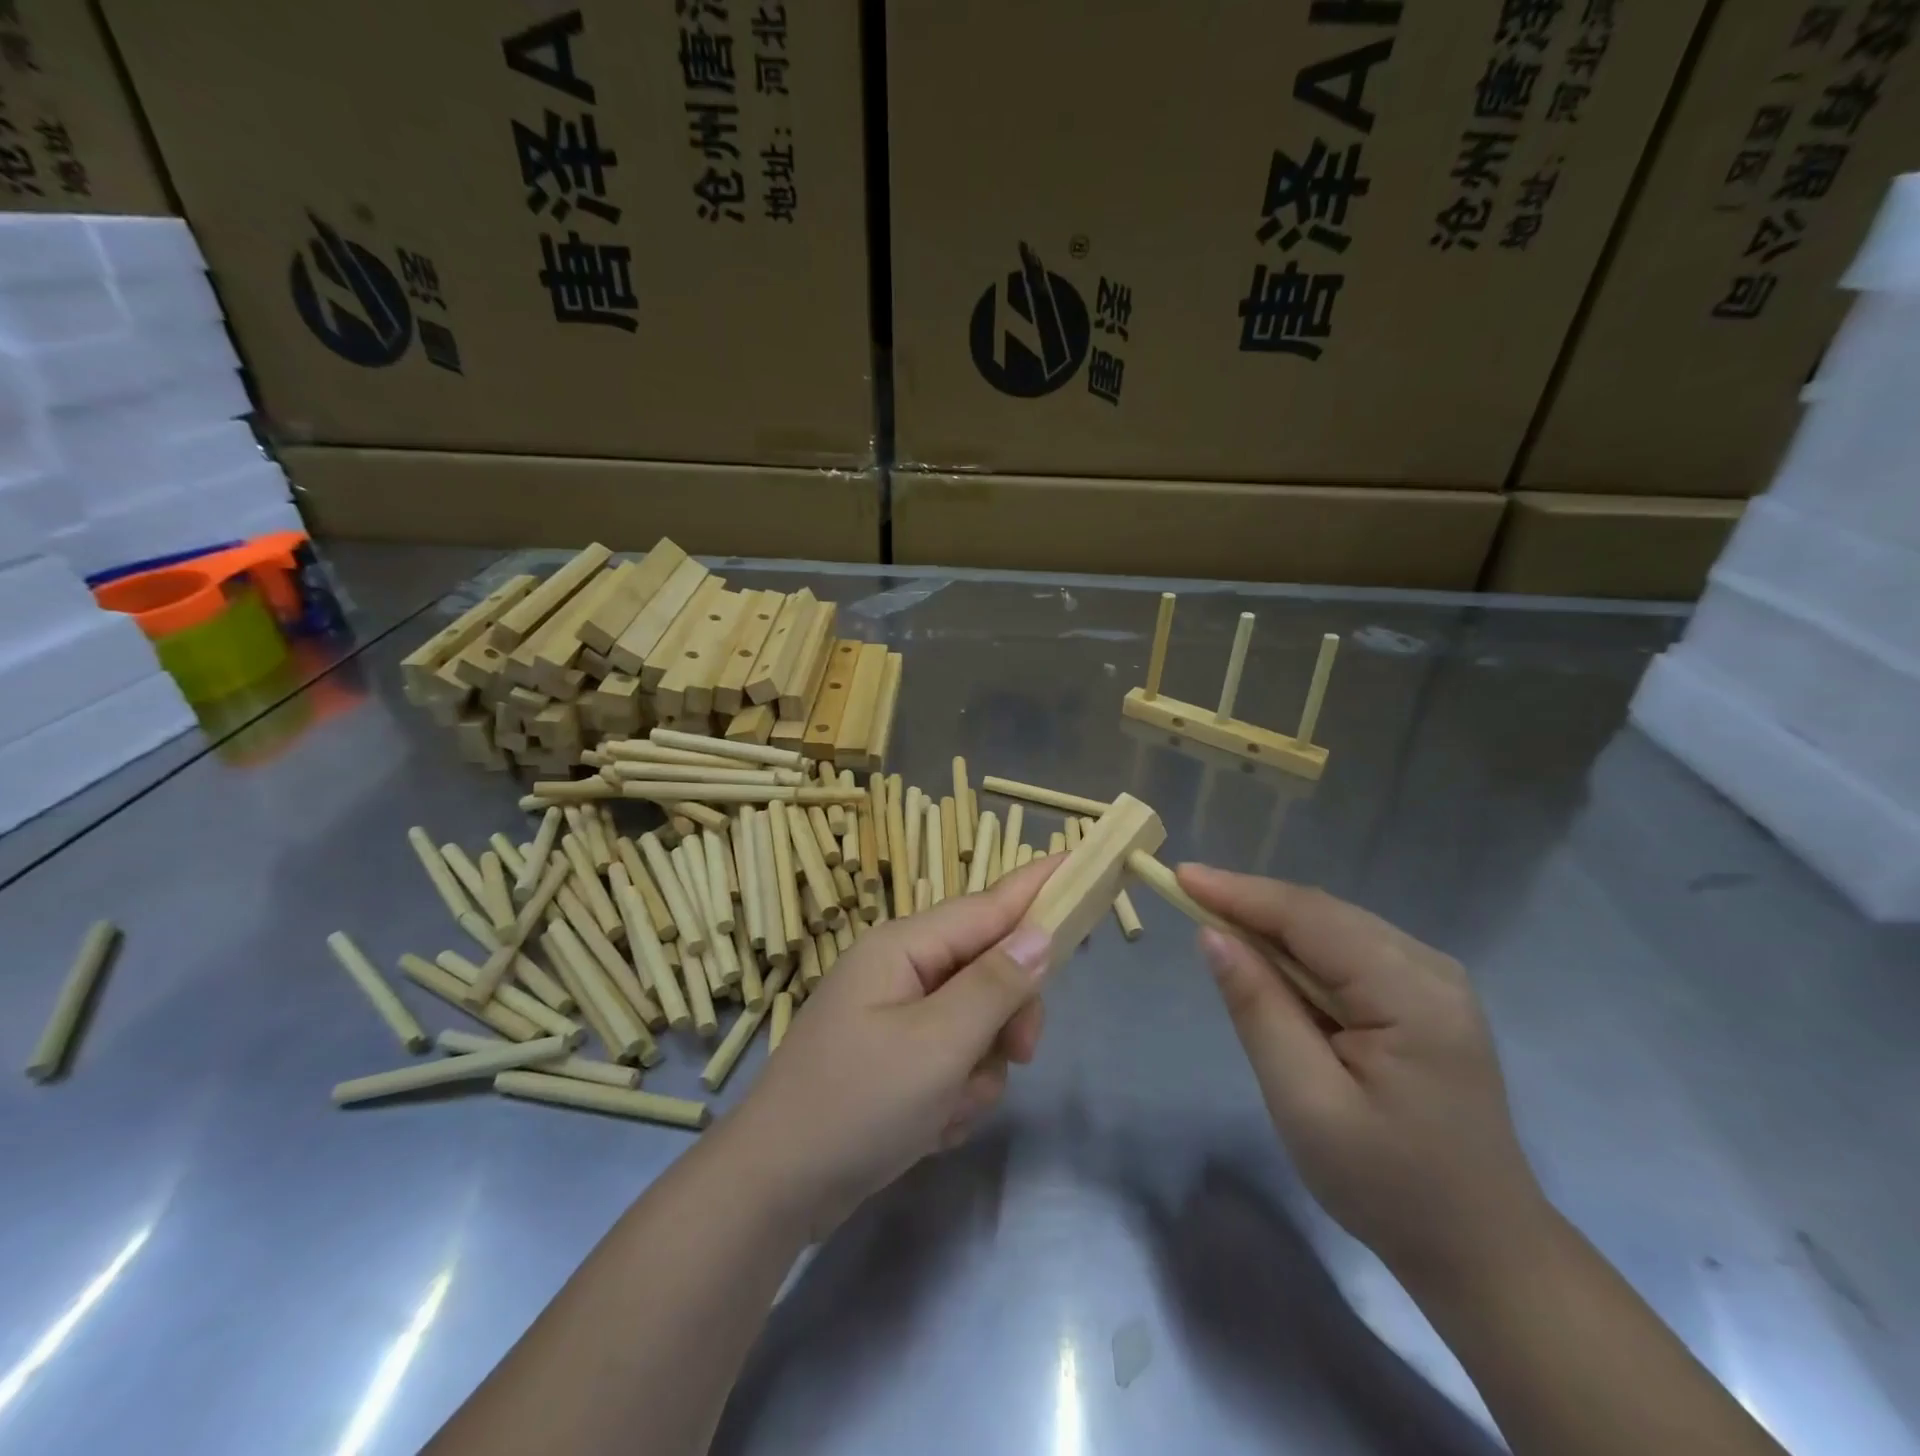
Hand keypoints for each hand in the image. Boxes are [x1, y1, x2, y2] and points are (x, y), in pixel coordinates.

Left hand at [724, 858, 1059, 1234]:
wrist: (776, 1190)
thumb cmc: (856, 1105)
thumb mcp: (937, 1044)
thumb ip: (994, 986)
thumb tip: (1040, 935)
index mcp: (903, 948)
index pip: (987, 905)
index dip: (1036, 887)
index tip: (1079, 861)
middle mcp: (901, 971)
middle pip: (988, 969)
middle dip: (1008, 1016)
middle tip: (1020, 1054)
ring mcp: (897, 1015)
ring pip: (978, 1022)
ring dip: (979, 1069)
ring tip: (947, 1107)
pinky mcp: (896, 1058)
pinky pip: (953, 1059)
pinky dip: (955, 1093)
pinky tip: (930, 1126)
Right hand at [1179, 866, 1547, 1280]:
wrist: (1481, 1249)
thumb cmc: (1387, 1185)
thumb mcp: (1306, 1102)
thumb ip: (1259, 1010)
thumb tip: (1213, 936)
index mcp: (1412, 995)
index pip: (1310, 917)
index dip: (1240, 893)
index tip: (1178, 876)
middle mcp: (1430, 969)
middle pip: (1323, 913)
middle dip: (1251, 903)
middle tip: (1185, 897)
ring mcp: (1433, 980)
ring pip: (1333, 926)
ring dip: (1271, 923)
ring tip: (1213, 924)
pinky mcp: (1424, 996)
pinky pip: (1347, 950)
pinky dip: (1298, 947)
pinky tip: (1268, 961)